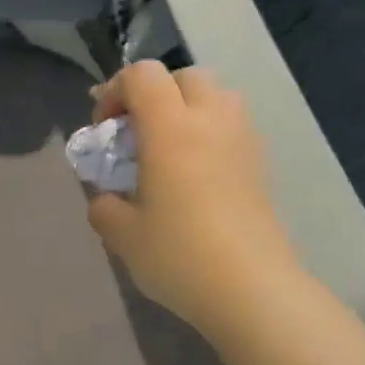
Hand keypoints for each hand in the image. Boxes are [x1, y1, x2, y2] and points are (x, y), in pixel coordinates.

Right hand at [86, 62, 300, 336]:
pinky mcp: (261, 163)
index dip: (115, 90)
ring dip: (188, 107)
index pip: (142, 75)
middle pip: (184, 76)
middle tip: (137, 131)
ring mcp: (243, 139)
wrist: (252, 289)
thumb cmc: (180, 255)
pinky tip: (197, 174)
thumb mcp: (123, 235)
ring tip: (170, 148)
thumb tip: (107, 200)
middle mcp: (211, 120)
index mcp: (171, 127)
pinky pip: (232, 125)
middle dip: (155, 92)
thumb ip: (105, 207)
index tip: (104, 127)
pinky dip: (210, 132)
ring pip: (217, 95)